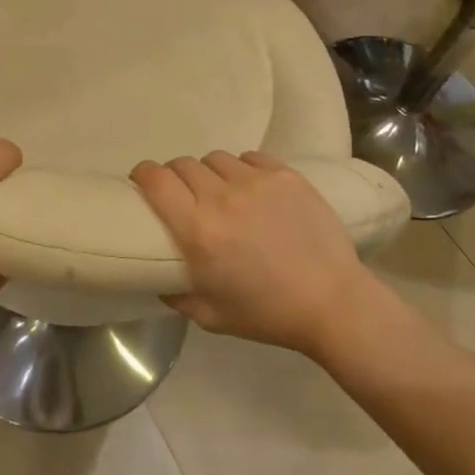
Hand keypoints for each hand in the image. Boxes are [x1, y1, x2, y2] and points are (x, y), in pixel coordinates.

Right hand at [131, 150, 393, 356]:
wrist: (333, 302)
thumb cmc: (267, 314)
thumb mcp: (209, 316)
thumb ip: (174, 293)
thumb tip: (157, 277)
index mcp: (198, 230)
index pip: (156, 180)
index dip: (143, 174)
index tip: (142, 182)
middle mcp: (222, 197)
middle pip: (183, 164)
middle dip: (175, 176)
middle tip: (183, 195)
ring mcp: (256, 181)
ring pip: (216, 158)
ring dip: (210, 173)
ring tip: (220, 191)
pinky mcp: (285, 175)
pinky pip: (250, 158)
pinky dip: (243, 169)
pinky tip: (251, 188)